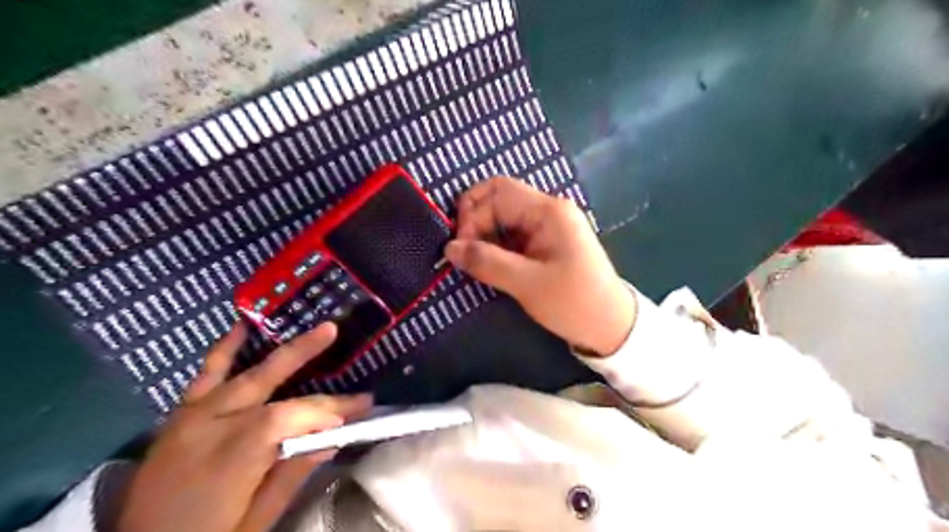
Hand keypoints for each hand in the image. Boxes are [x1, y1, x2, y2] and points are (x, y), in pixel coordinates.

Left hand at [123, 322, 377, 531]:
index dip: (327, 409)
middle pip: (265, 380)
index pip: (289, 417)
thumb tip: (331, 438)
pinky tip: (241, 327)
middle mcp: (209, 426)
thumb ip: (291, 474)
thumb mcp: (256, 521)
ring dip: (276, 347)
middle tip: (333, 330)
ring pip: (241, 372)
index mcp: (231, 457)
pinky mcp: (180, 416)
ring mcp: (191, 417)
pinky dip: (224, 350)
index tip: (361, 407)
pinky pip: (204, 375)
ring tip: (300, 326)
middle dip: (304, 352)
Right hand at [446, 176, 635, 354]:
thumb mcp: (526, 284)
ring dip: (485, 237)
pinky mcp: (547, 242)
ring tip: (475, 264)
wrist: (610, 326)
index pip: (498, 191)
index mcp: (549, 211)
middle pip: (500, 200)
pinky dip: (497, 246)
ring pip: (504, 218)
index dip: (472, 213)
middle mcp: (549, 210)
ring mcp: (549, 226)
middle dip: (476, 223)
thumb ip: (486, 262)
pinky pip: (514, 234)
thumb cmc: (573, 303)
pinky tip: (491, 265)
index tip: (461, 248)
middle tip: (465, 256)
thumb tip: (449, 249)